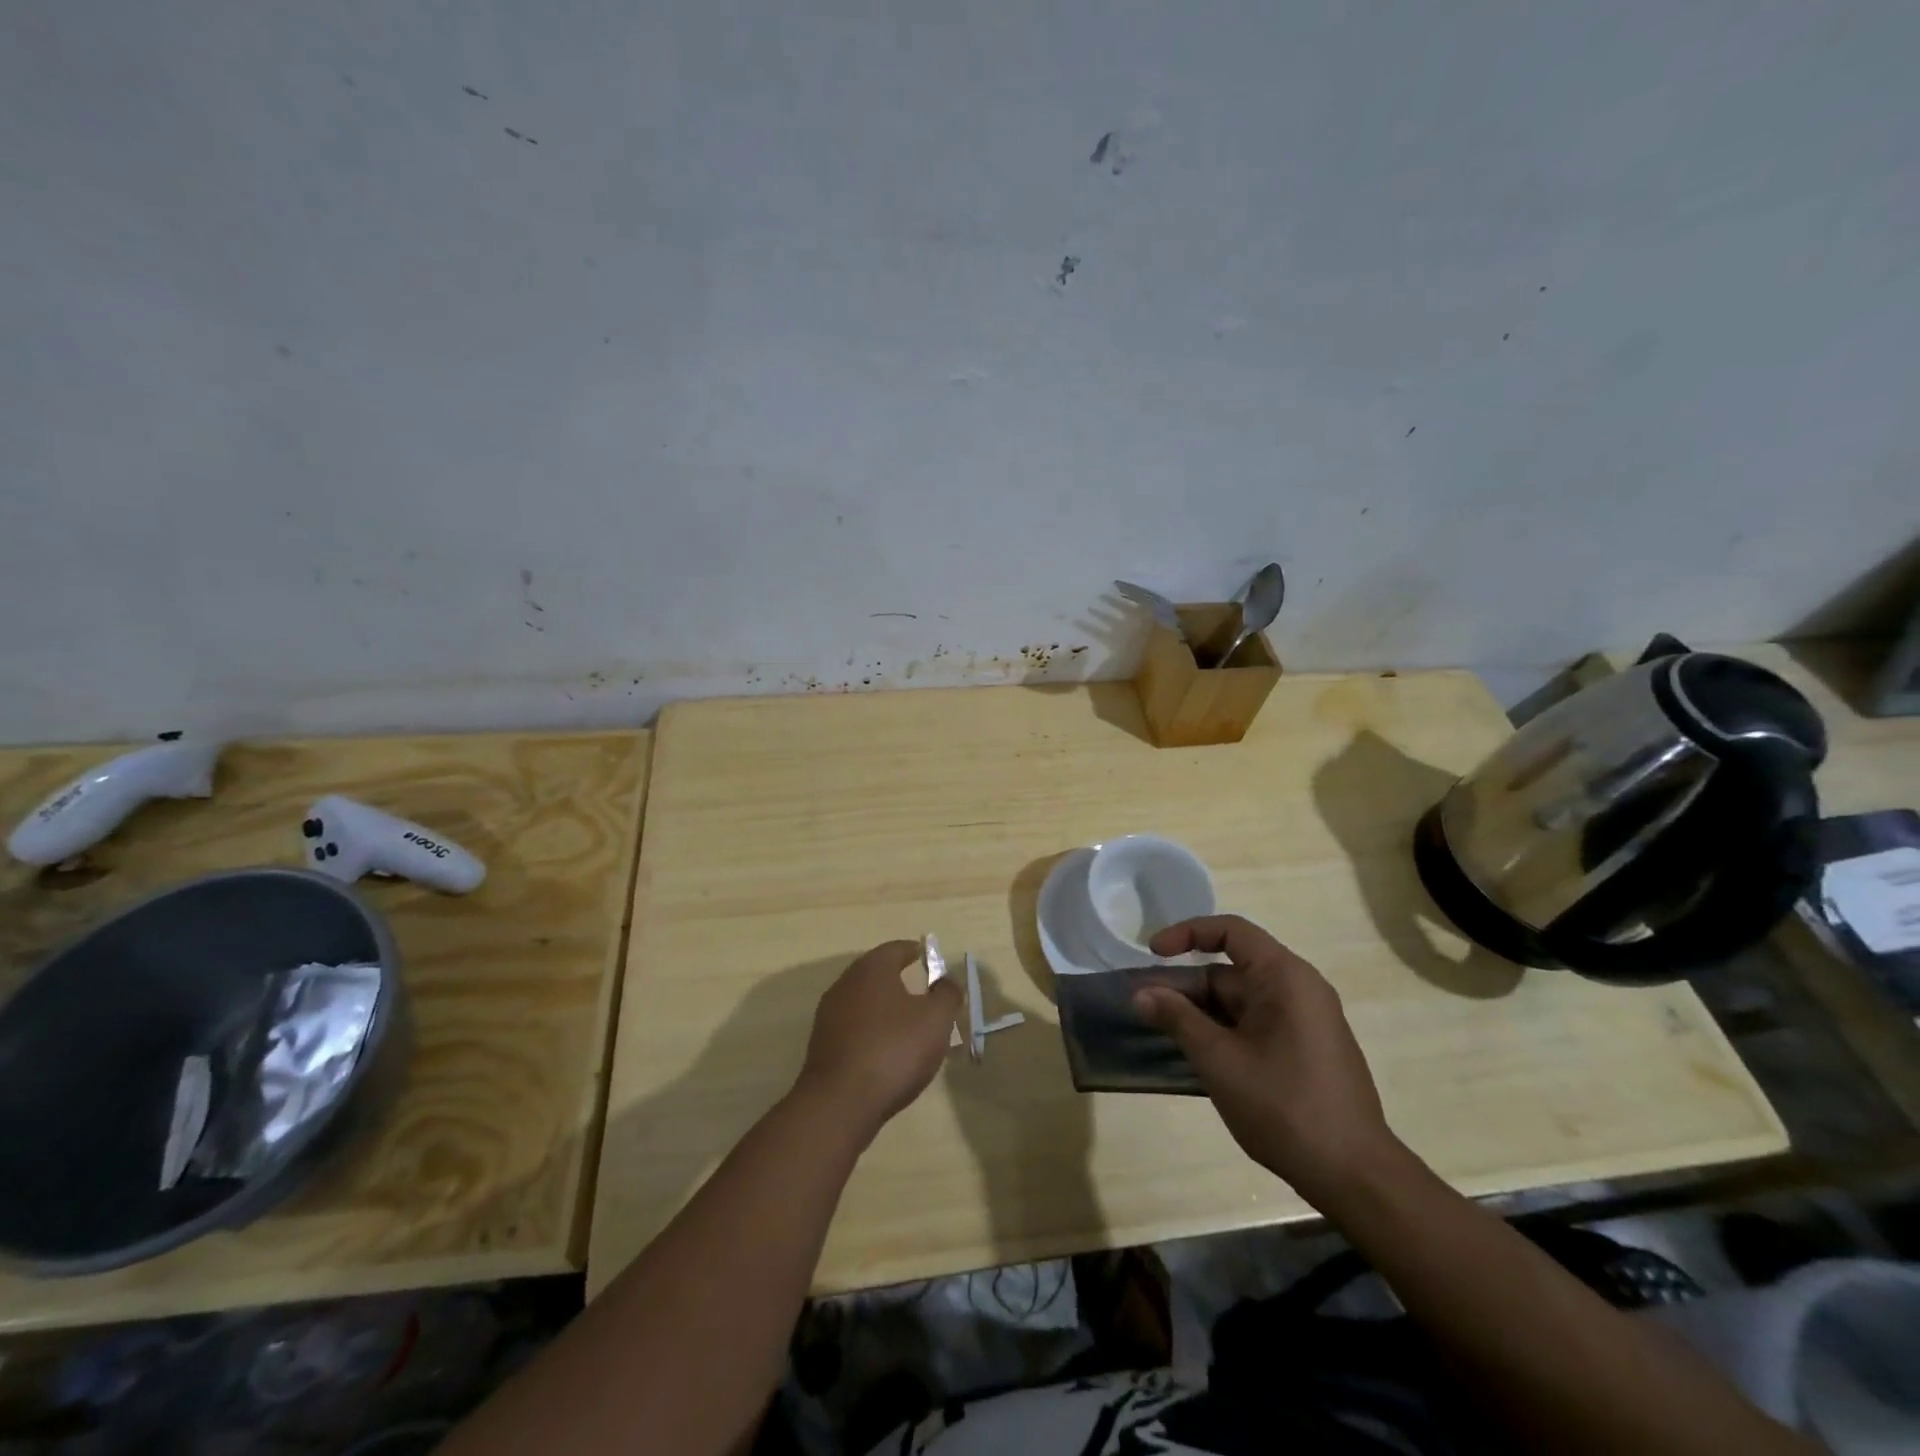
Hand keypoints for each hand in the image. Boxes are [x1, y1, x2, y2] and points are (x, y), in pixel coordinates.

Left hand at [795, 941, 962, 1137]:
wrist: (840, 1102)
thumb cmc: (894, 1050)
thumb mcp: (935, 1020)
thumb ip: (946, 994)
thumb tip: (946, 980)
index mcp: (872, 969)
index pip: (895, 949)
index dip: (913, 951)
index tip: (927, 956)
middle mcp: (846, 983)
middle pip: (875, 972)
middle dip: (898, 978)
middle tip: (921, 989)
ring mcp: (829, 1014)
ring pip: (863, 1000)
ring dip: (883, 1005)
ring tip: (906, 1021)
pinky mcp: (822, 1044)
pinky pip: (853, 1026)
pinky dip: (870, 1028)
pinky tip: (885, 1048)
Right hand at [1135, 916, 1396, 1207]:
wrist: (1355, 1177)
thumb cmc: (1284, 1106)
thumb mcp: (1219, 1060)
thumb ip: (1177, 1019)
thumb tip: (1141, 993)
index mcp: (1285, 977)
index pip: (1230, 931)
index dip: (1187, 934)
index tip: (1152, 953)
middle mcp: (1299, 989)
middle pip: (1231, 970)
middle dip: (1186, 986)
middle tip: (1145, 1008)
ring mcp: (1306, 1021)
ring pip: (1241, 1001)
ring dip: (1201, 1012)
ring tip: (1162, 1032)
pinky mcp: (1306, 1050)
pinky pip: (1256, 1024)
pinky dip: (1223, 1030)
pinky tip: (1198, 1055)